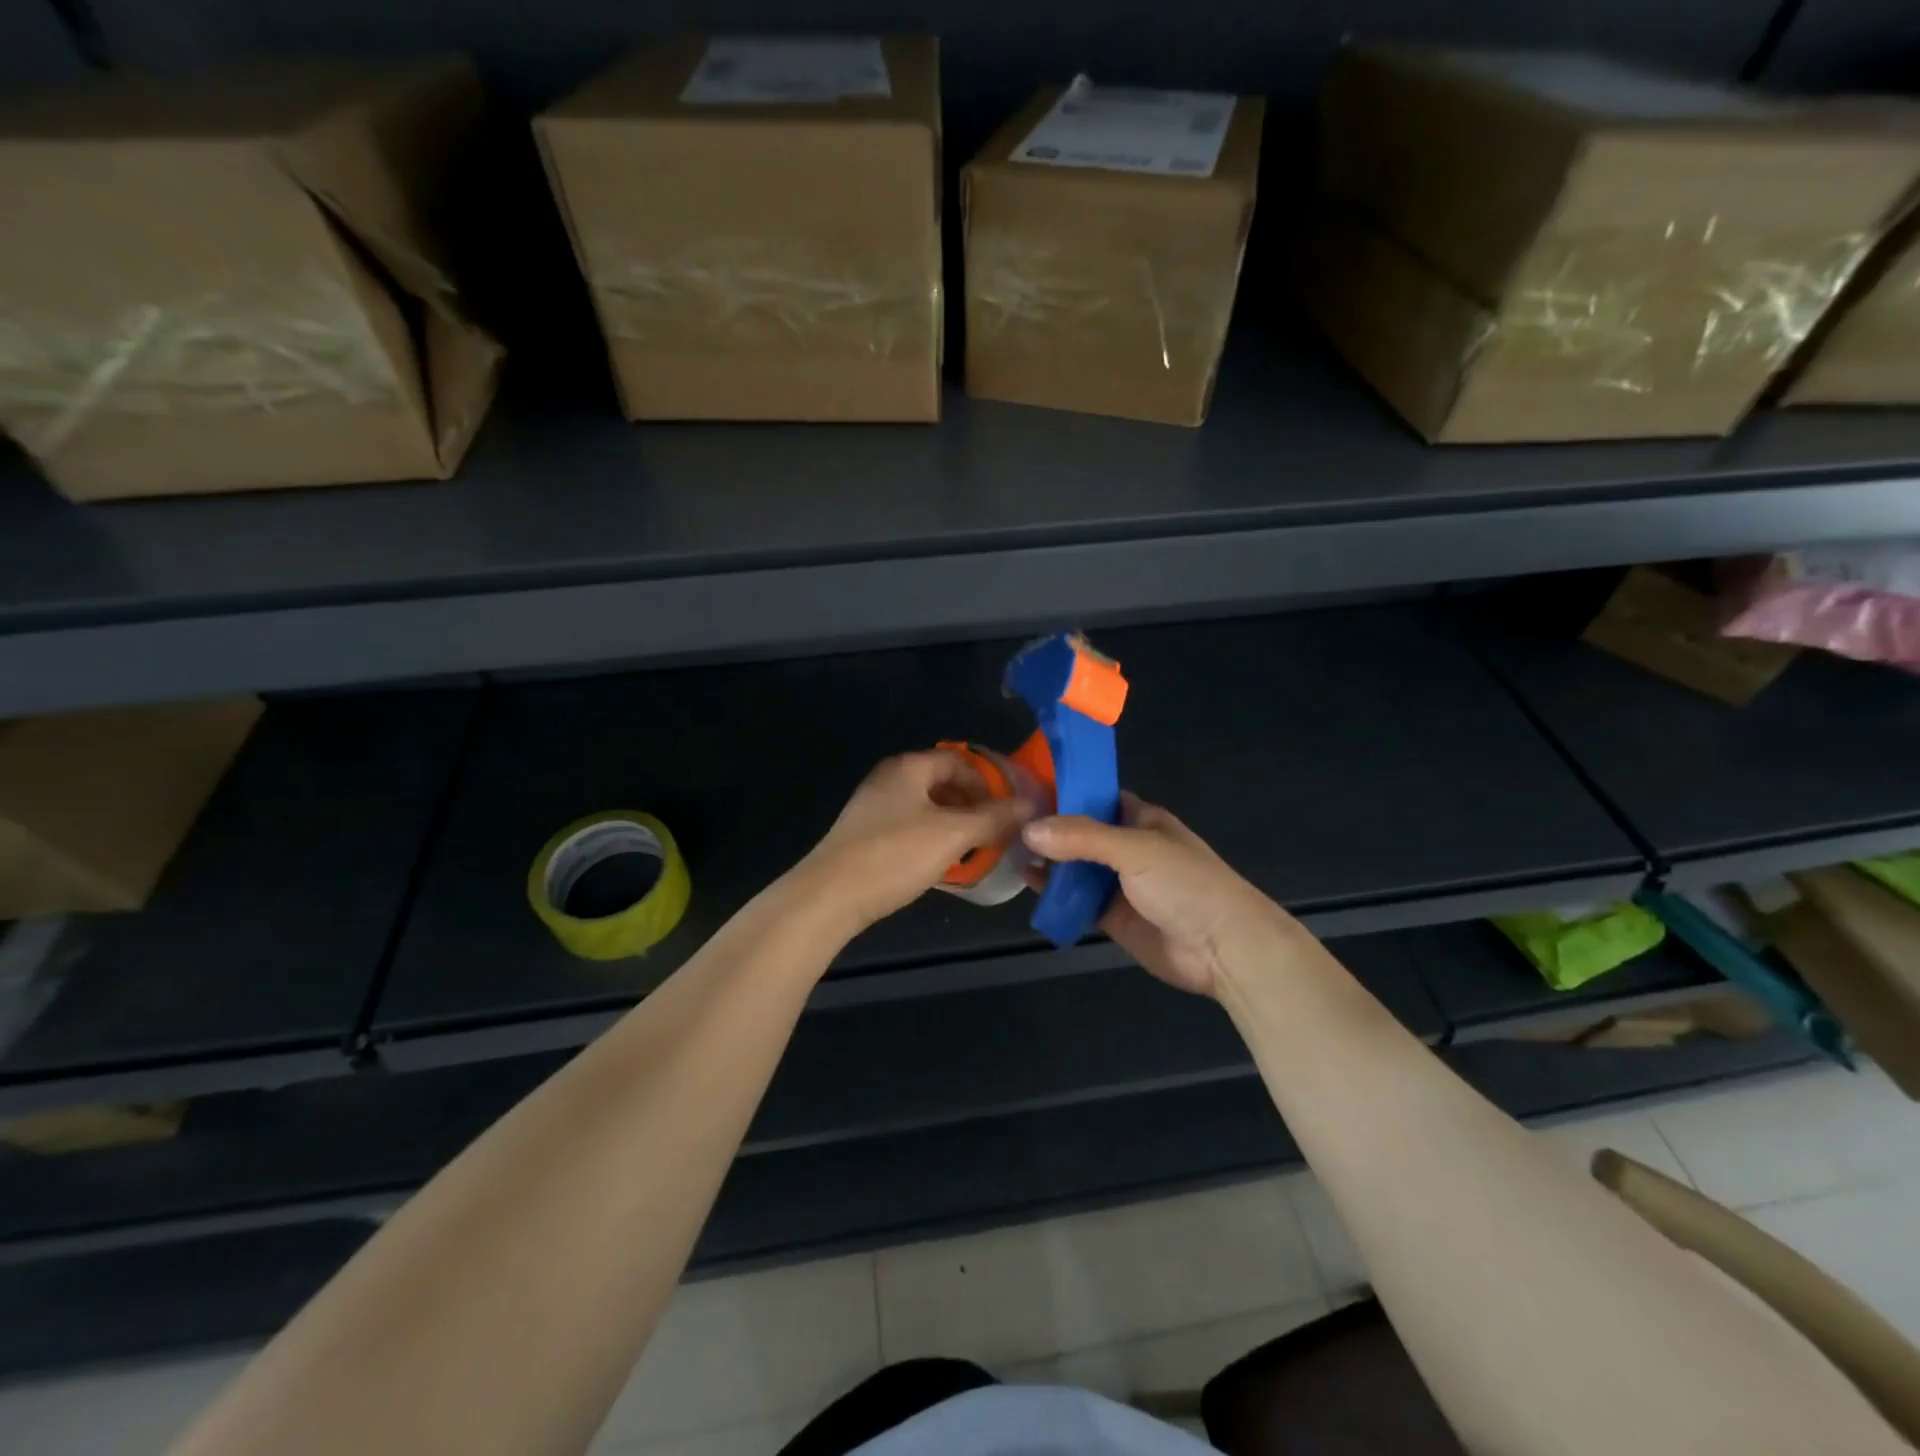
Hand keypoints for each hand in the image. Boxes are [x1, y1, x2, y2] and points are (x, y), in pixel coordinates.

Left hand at [799, 751, 1034, 931]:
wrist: (830, 896)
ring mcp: (873, 807)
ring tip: (975, 850)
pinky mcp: (865, 835)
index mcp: (908, 767)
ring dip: (954, 825)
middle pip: (943, 783)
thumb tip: (1030, 805)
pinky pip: (909, 827)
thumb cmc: (895, 855)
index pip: (959, 761)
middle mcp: (889, 779)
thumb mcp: (953, 835)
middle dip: (973, 806)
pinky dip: (932, 839)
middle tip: (997, 832)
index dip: (989, 782)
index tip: (1010, 810)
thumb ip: (994, 818)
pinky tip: (942, 864)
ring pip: (926, 808)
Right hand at [1022, 792, 1292, 997]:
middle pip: (1079, 832)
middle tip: (1003, 819)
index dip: (1063, 791)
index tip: (1022, 786)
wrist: (1222, 948)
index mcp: (1139, 819)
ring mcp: (1118, 883)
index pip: (1095, 796)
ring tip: (1005, 847)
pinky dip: (1053, 892)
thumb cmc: (1186, 883)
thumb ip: (1082, 837)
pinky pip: (1076, 900)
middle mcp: (1126, 847)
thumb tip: (1028, 829)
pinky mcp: (1111, 916)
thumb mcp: (1136, 849)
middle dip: (1047, 828)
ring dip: (1046, 859)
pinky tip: (1026, 881)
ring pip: (1074, 866)